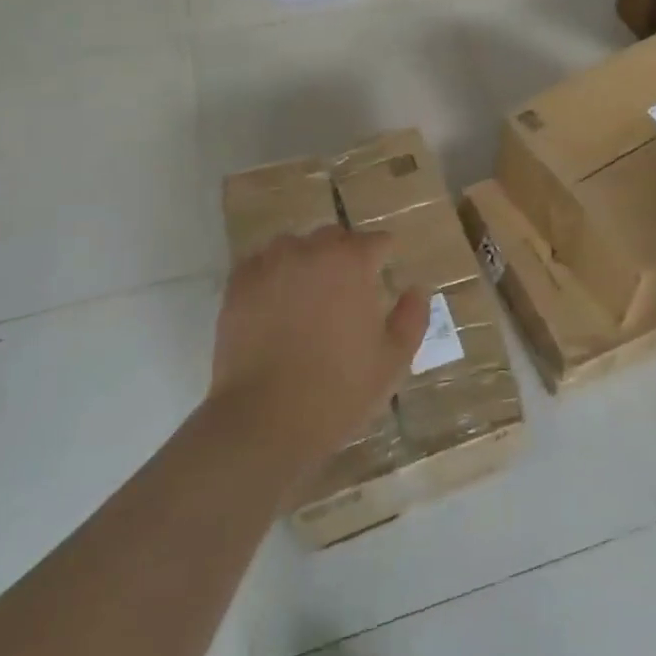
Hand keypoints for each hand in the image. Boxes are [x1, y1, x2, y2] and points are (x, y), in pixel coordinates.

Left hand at [209, 227, 428, 474]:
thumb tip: (417, 288)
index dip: (383, 256)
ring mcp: (270, 265)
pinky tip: (276, 299)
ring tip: (308, 291)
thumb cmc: (339, 390)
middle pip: (334, 237)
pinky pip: (260, 263)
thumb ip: (412, 316)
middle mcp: (310, 251)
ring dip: (306, 259)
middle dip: (345, 254)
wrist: (265, 419)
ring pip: (294, 245)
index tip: (384, 273)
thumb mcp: (393, 359)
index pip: (376, 241)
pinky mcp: (238, 286)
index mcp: (352, 263)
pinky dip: (272, 273)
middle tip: (348, 287)